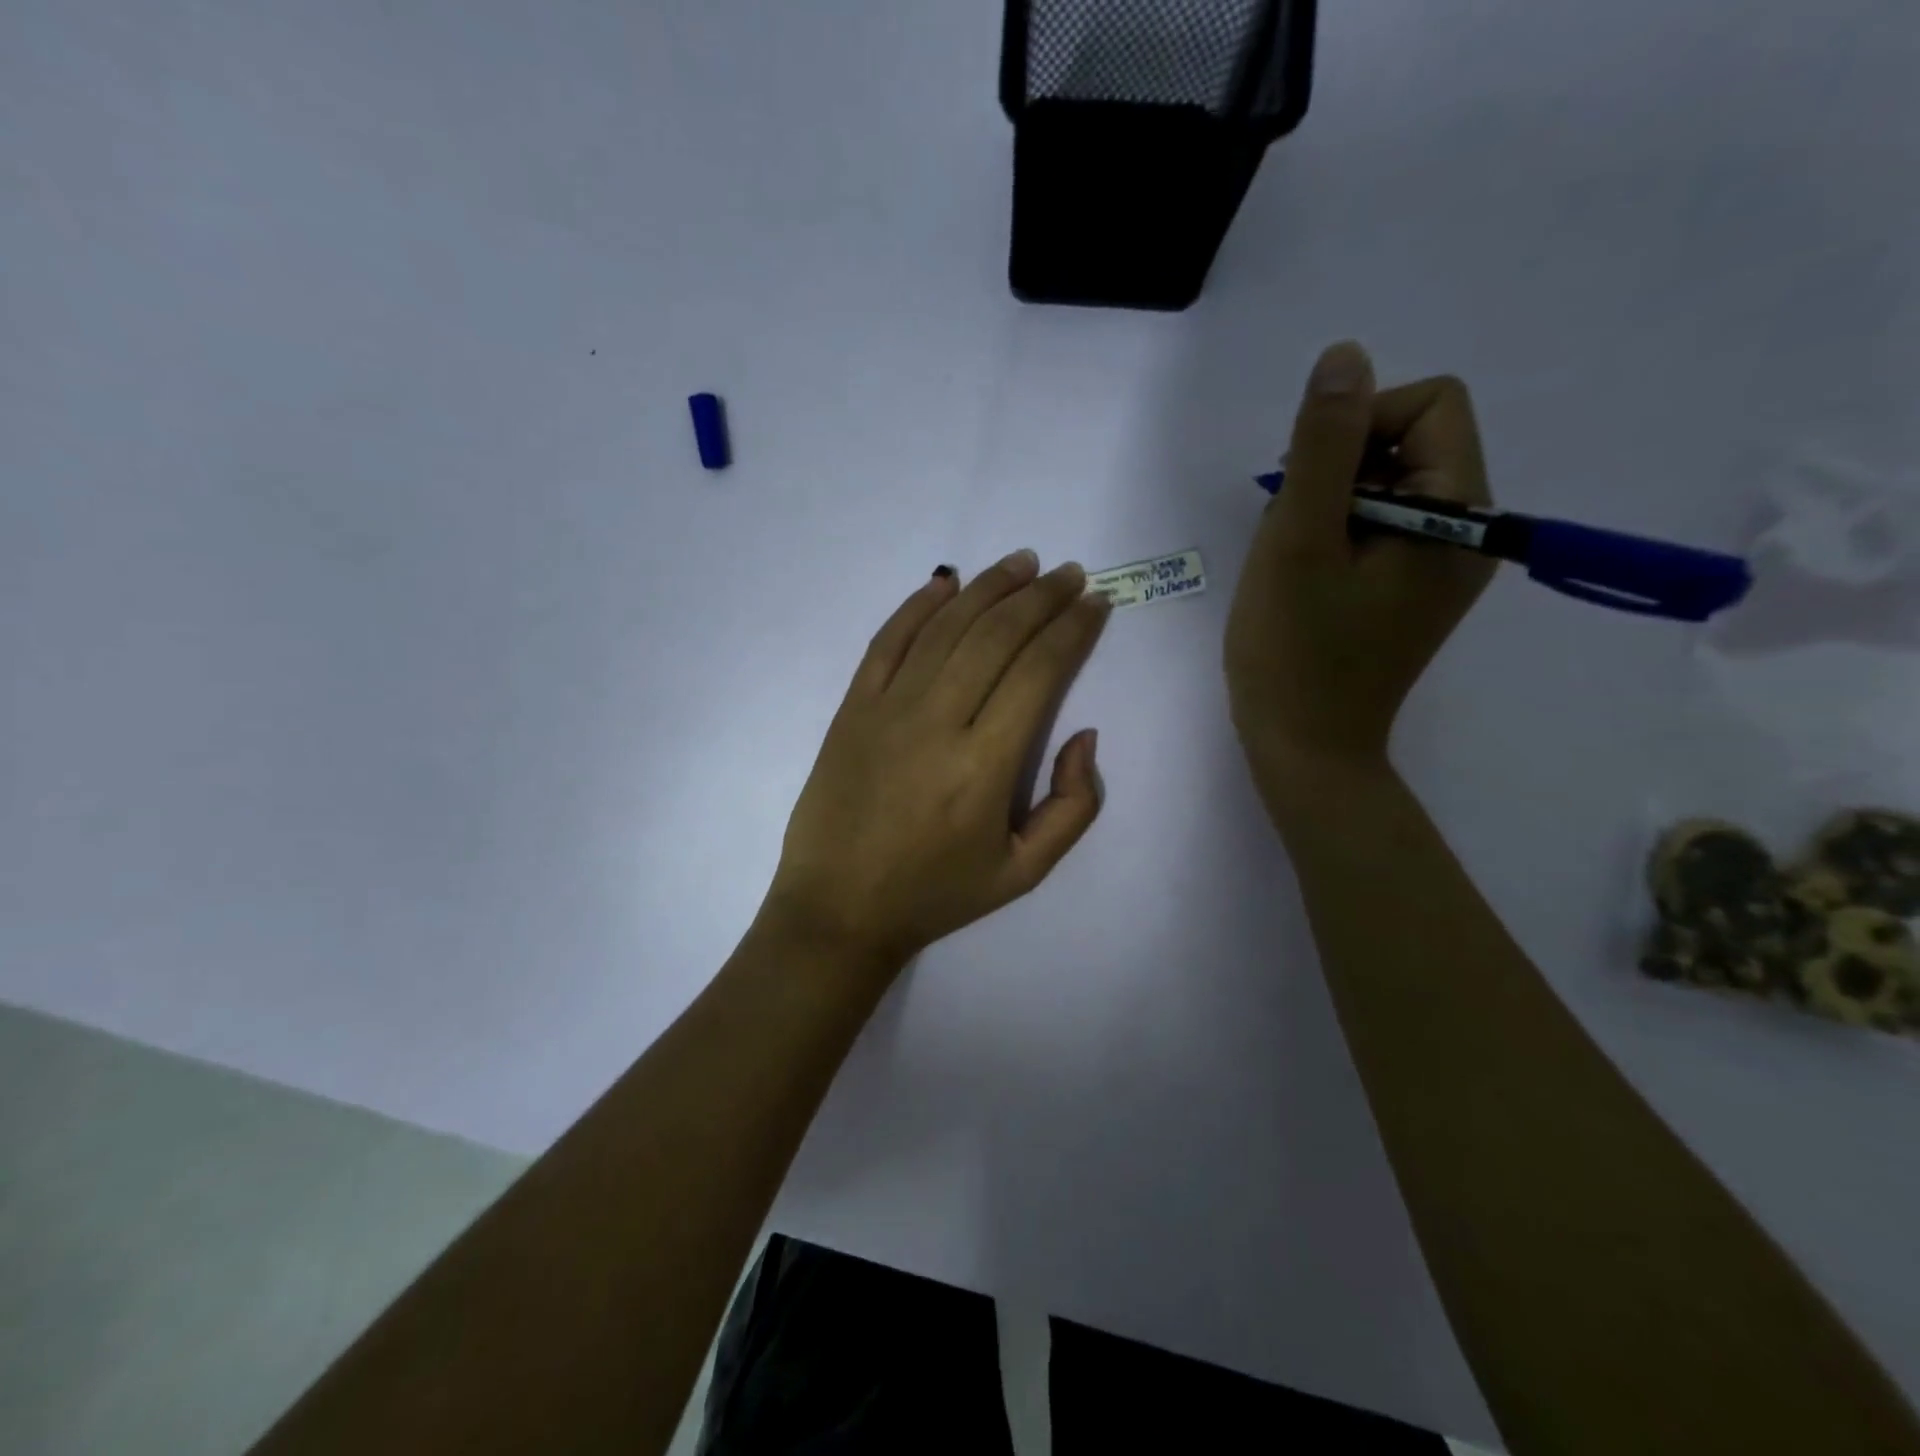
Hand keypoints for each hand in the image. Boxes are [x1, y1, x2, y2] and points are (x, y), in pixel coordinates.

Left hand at [762, 551, 1111, 972]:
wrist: (838, 908)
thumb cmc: (936, 894)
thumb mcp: (1024, 873)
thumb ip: (1074, 807)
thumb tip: (1084, 735)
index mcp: (986, 766)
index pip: (1039, 671)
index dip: (1073, 629)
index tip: (1096, 603)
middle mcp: (937, 722)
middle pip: (997, 636)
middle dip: (1041, 597)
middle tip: (1070, 573)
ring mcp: (887, 709)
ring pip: (946, 628)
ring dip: (989, 588)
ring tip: (1022, 563)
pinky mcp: (851, 708)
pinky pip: (887, 642)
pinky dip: (918, 605)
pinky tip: (946, 582)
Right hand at [1224, 341, 1494, 806]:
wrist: (1305, 749)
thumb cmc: (1295, 651)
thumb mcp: (1297, 541)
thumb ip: (1321, 446)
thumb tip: (1346, 356)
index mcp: (1460, 516)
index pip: (1431, 405)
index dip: (1359, 425)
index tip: (1307, 486)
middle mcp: (1469, 533)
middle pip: (1409, 443)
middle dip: (1337, 472)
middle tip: (1293, 534)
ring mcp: (1442, 566)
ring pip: (1385, 486)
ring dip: (1328, 506)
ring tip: (1294, 564)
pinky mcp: (1412, 590)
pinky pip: (1379, 528)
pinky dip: (1335, 535)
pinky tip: (1303, 578)